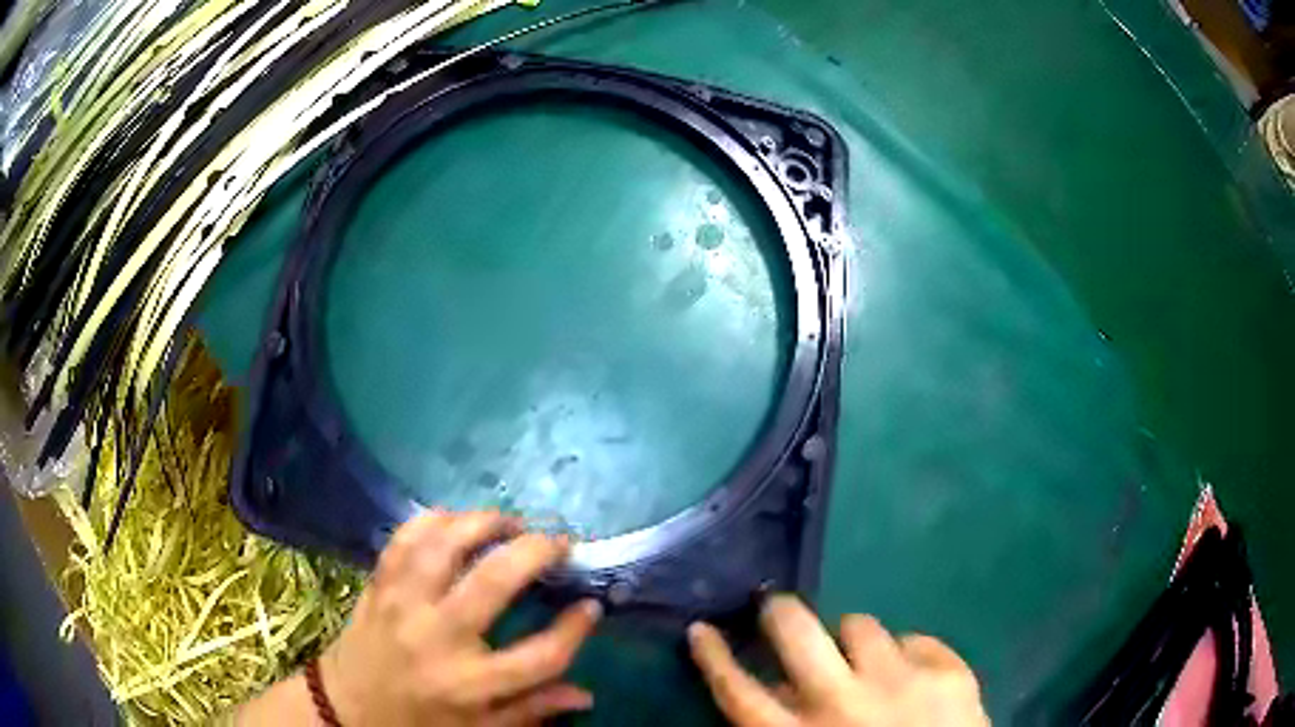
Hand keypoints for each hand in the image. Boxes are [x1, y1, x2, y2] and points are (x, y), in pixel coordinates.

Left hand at [321, 511, 601, 726]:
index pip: (541, 655)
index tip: (591, 607)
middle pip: (495, 581)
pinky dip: (432, 520)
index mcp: (470, 685)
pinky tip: (455, 519)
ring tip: (510, 522)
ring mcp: (402, 605)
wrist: (346, 709)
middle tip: (559, 543)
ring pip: (445, 545)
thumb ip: (532, 711)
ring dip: (483, 522)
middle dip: (536, 552)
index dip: (575, 629)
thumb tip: (587, 694)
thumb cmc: (419, 723)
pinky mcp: (378, 586)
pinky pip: (403, 539)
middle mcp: (438, 638)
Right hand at [688, 596, 988, 726]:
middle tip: (777, 607)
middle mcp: (842, 703)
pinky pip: (916, 639)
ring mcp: (901, 681)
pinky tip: (913, 676)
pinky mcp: (949, 672)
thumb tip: (777, 692)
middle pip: (796, 633)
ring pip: (861, 626)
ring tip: (863, 659)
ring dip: (854, 640)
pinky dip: (908, 654)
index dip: (714, 657)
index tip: (701, 628)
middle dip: (780, 612)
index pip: (738, 691)